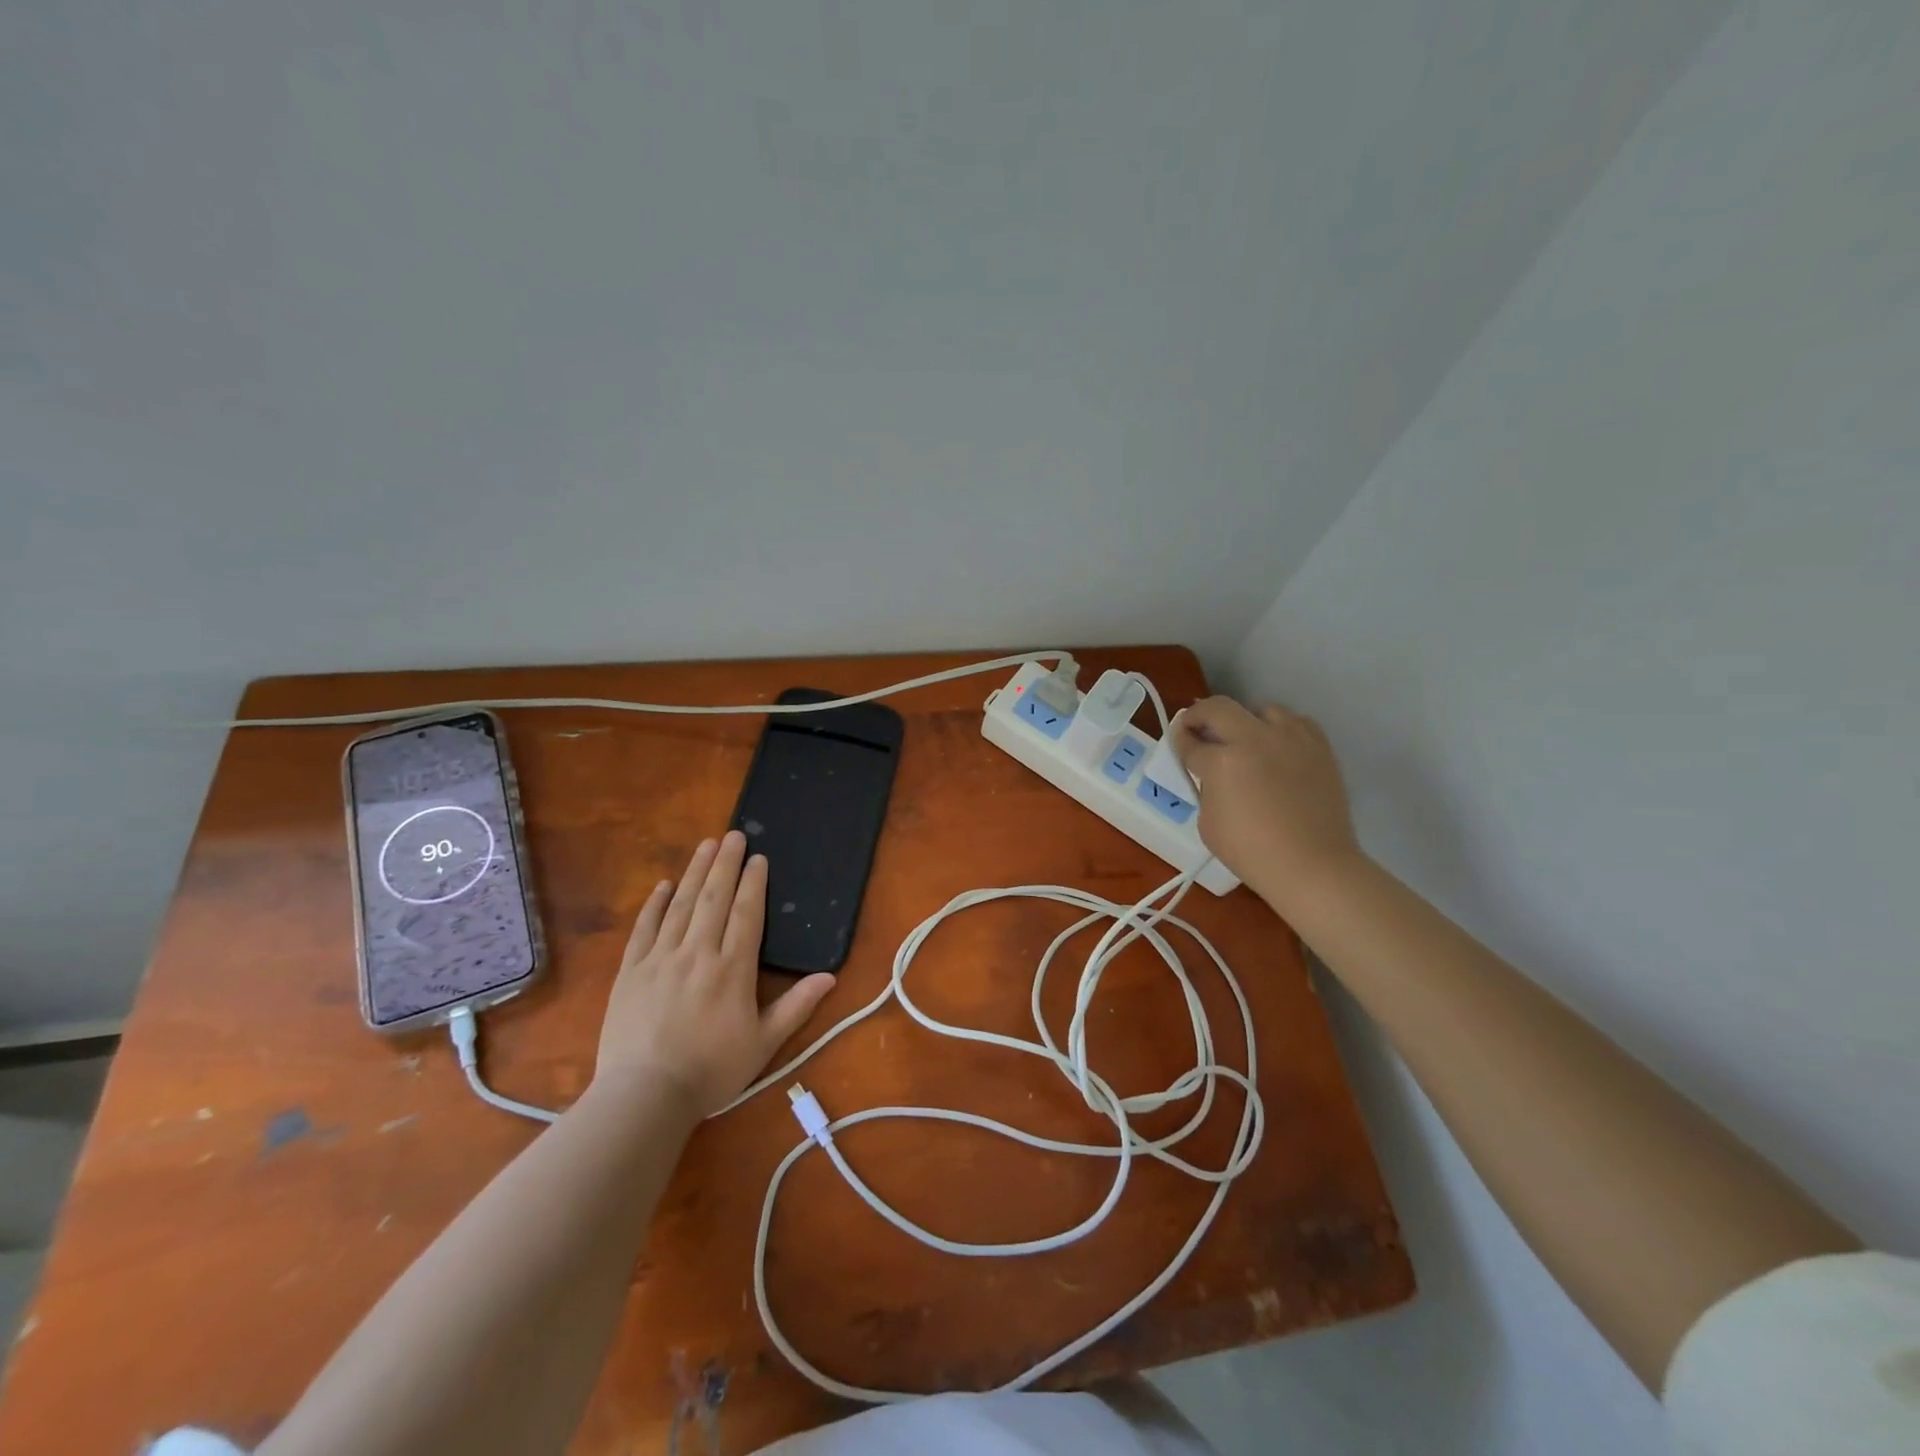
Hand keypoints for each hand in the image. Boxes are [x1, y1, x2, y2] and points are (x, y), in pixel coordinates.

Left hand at [597, 832, 835, 1115]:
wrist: (644, 1096)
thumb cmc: (711, 1071)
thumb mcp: (764, 1045)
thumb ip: (796, 1007)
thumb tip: (830, 977)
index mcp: (732, 969)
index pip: (747, 914)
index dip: (754, 883)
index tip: (758, 858)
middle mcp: (698, 953)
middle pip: (714, 899)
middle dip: (725, 864)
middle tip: (733, 834)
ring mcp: (660, 959)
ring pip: (682, 905)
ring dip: (696, 872)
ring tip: (706, 845)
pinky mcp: (631, 971)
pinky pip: (645, 928)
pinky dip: (655, 903)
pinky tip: (664, 884)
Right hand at [1172, 697, 1363, 905]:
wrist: (1313, 866)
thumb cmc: (1251, 853)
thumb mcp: (1208, 822)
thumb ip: (1207, 788)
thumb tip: (1213, 774)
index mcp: (1222, 762)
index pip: (1190, 741)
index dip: (1179, 739)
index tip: (1178, 740)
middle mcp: (1255, 739)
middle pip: (1218, 708)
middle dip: (1200, 715)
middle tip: (1197, 728)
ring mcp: (1291, 739)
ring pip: (1261, 709)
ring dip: (1245, 720)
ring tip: (1244, 739)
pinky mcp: (1319, 746)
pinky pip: (1295, 722)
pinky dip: (1280, 729)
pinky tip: (1277, 748)